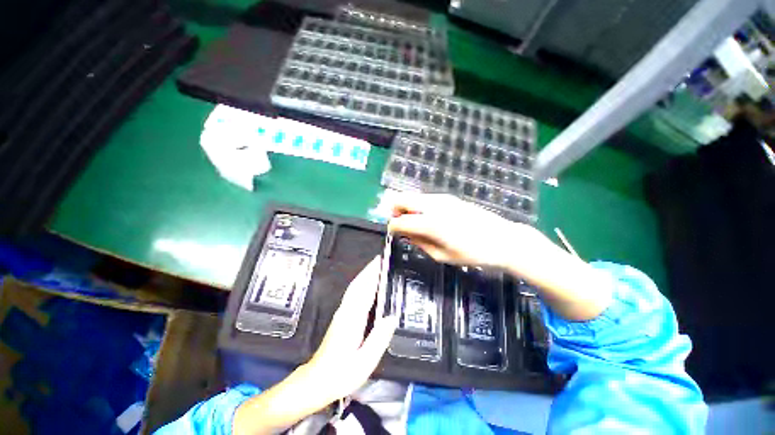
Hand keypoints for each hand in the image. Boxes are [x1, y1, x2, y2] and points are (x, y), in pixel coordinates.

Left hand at [304, 256, 398, 399]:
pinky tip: (365, 284)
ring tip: (375, 267)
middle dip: (368, 270)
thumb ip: (378, 339)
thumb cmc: (342, 373)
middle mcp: (346, 311)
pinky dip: (359, 283)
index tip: (381, 263)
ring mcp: (341, 312)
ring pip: (353, 287)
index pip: (364, 291)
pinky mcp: (340, 316)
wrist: (317, 380)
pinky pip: (352, 293)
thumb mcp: (364, 361)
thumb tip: (391, 317)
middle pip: (358, 284)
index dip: (372, 275)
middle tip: (380, 259)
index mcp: (353, 319)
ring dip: (363, 274)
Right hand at [388, 193, 533, 268]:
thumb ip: (420, 243)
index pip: (400, 221)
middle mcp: (432, 205)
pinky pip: (424, 198)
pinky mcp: (448, 197)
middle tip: (401, 225)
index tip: (394, 234)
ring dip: (407, 208)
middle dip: (395, 211)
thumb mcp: (442, 256)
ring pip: (412, 196)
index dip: (392, 227)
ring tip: (415, 225)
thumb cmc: (473, 253)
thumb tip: (406, 235)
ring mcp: (441, 198)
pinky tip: (428, 219)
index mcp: (430, 223)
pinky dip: (418, 206)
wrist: (502, 239)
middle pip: (401, 199)